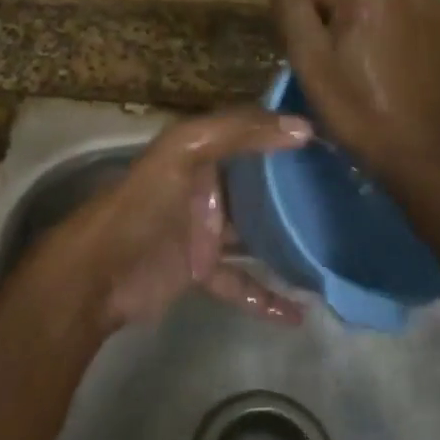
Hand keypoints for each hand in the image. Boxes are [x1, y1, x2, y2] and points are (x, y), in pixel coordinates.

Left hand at [34, 108, 312, 331]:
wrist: (97, 275)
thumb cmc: (142, 206)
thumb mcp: (184, 152)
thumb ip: (237, 133)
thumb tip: (301, 127)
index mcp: (198, 153)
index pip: (248, 133)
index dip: (282, 130)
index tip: (330, 139)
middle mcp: (204, 188)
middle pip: (257, 185)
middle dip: (292, 187)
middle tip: (342, 193)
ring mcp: (204, 232)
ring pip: (254, 233)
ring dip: (286, 241)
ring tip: (330, 248)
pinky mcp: (200, 271)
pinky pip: (241, 281)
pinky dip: (266, 296)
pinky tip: (299, 312)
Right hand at [269, 0, 439, 177]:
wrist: (417, 151)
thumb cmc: (354, 106)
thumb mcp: (308, 57)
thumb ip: (290, 5)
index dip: (303, 25)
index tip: (311, 60)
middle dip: (336, 22)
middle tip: (335, 68)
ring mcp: (434, 3)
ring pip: (377, 6)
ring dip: (365, 28)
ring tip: (364, 69)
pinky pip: (405, 20)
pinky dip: (392, 37)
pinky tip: (391, 69)